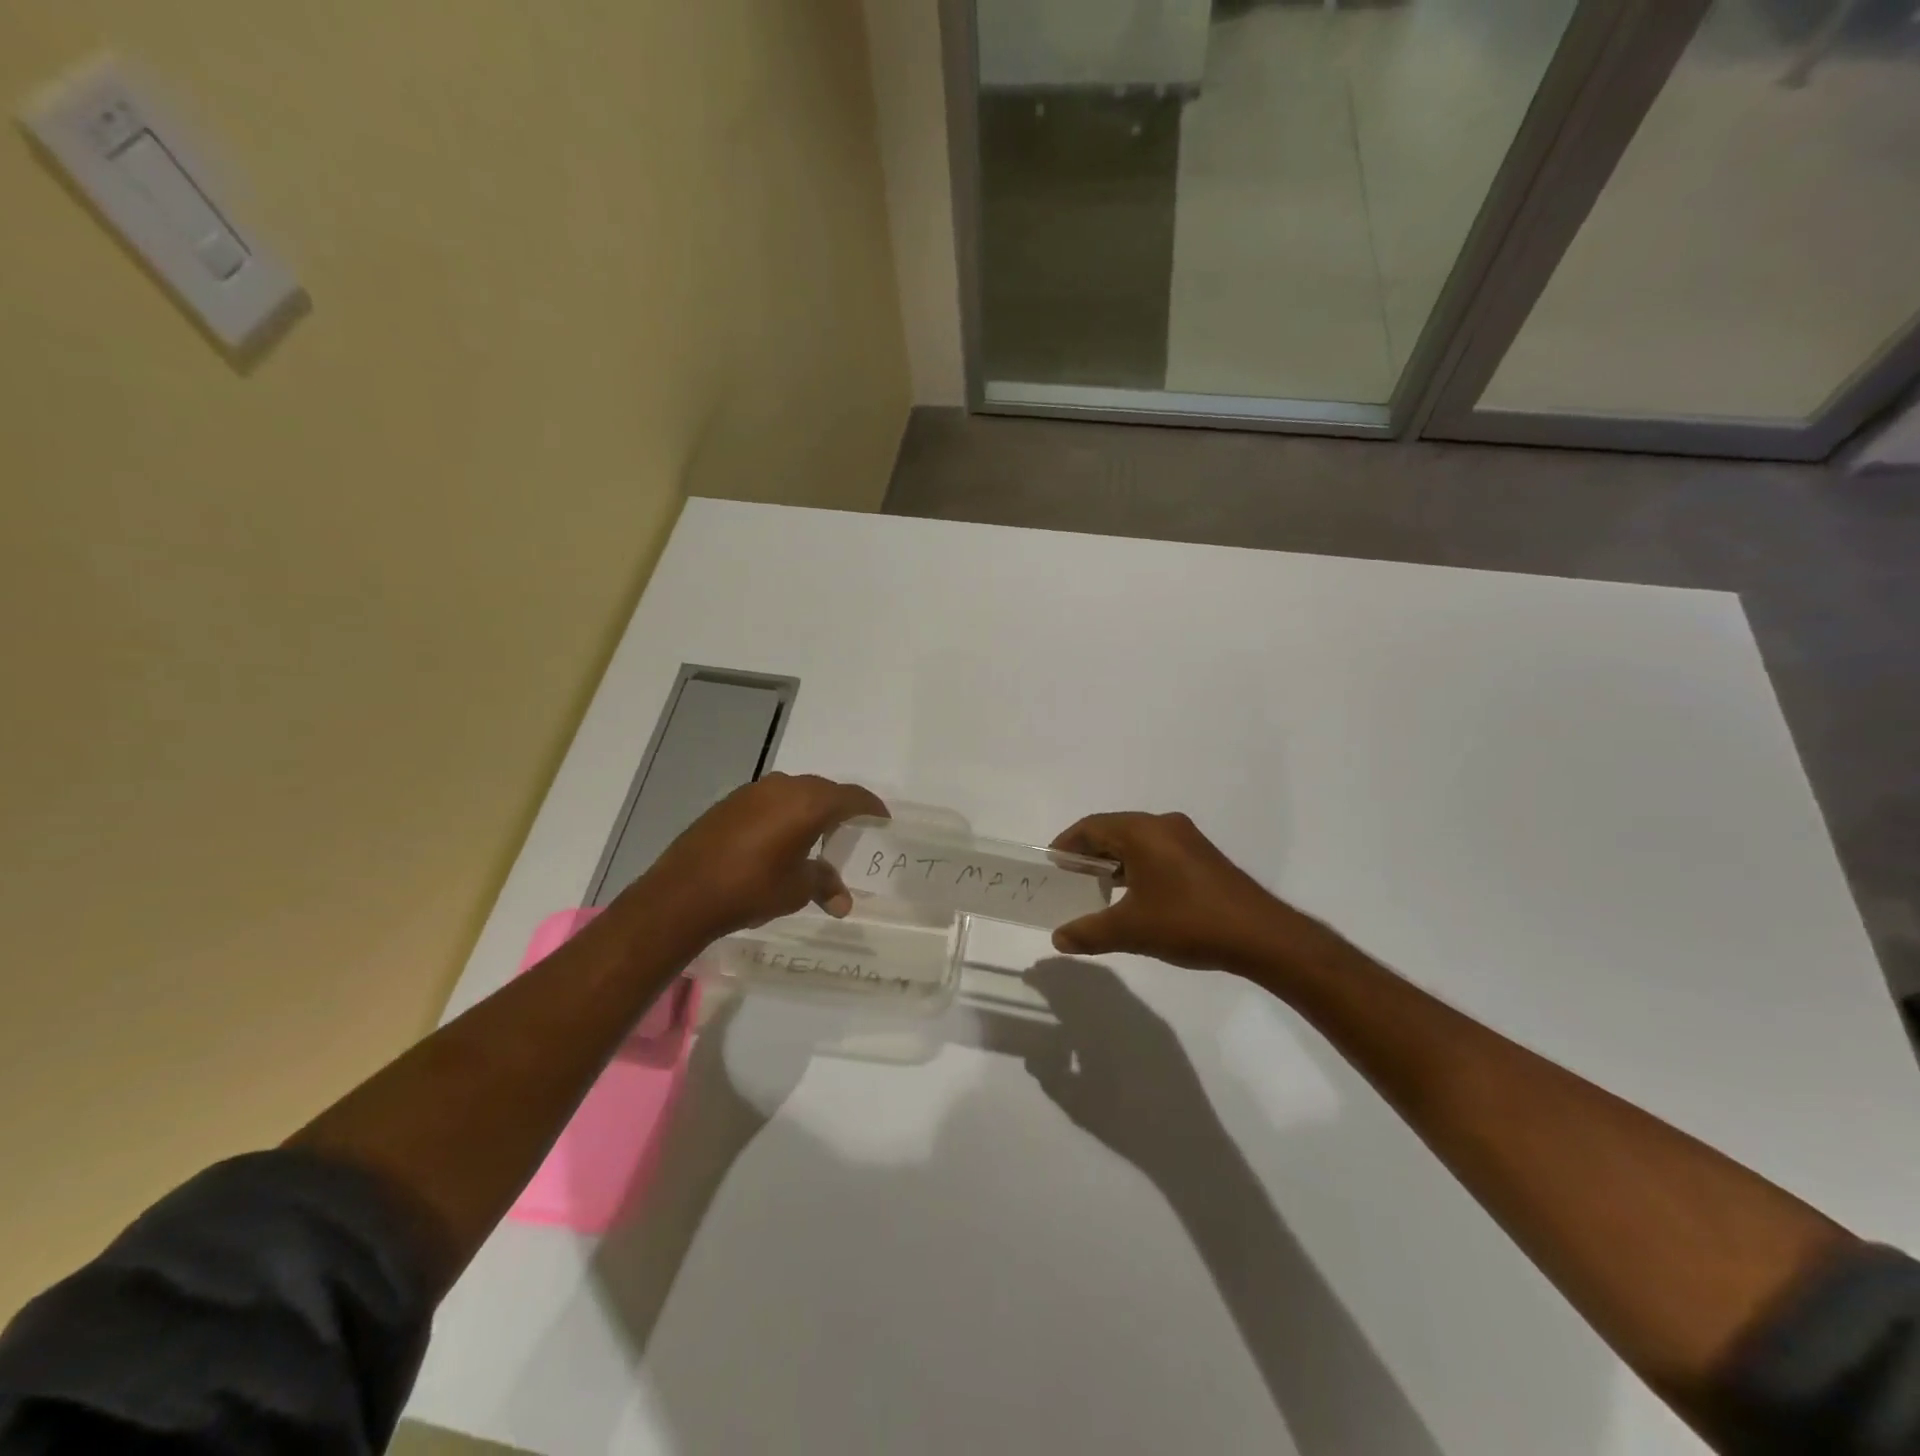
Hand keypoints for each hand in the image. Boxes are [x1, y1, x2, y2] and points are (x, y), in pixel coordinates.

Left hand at [627, 773, 887, 945]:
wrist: (684, 893)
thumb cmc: (752, 888)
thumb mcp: (797, 890)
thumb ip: (824, 884)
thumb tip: (843, 902)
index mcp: (809, 803)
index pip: (851, 797)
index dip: (870, 807)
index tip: (882, 818)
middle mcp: (783, 787)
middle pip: (823, 790)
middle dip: (839, 808)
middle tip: (849, 830)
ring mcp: (752, 792)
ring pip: (794, 792)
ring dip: (808, 809)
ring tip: (814, 835)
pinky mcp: (729, 802)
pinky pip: (769, 800)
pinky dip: (782, 813)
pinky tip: (777, 838)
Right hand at [1023, 959, 1228, 1178]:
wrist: (1186, 1143)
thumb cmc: (1125, 1125)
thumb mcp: (1076, 1105)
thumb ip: (1050, 1076)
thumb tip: (1033, 1056)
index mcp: (1098, 1027)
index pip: (1066, 989)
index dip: (1045, 978)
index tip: (1028, 974)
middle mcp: (1122, 1012)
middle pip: (1088, 976)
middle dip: (1064, 969)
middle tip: (1042, 972)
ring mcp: (1144, 1017)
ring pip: (1108, 981)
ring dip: (1084, 976)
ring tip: (1065, 984)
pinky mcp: (1159, 1028)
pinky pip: (1125, 996)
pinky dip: (1104, 989)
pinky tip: (1095, 1006)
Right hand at [1050, 811, 1299, 970]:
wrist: (1261, 936)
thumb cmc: (1188, 922)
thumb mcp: (1130, 930)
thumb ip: (1089, 932)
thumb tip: (1058, 938)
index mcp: (1142, 831)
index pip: (1091, 826)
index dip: (1067, 844)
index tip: (1052, 866)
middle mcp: (1163, 826)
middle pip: (1113, 831)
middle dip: (1089, 854)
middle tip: (1069, 880)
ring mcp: (1187, 840)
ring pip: (1137, 843)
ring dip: (1114, 862)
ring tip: (1097, 891)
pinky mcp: (1203, 858)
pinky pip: (1158, 852)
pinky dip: (1137, 868)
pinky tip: (1134, 898)